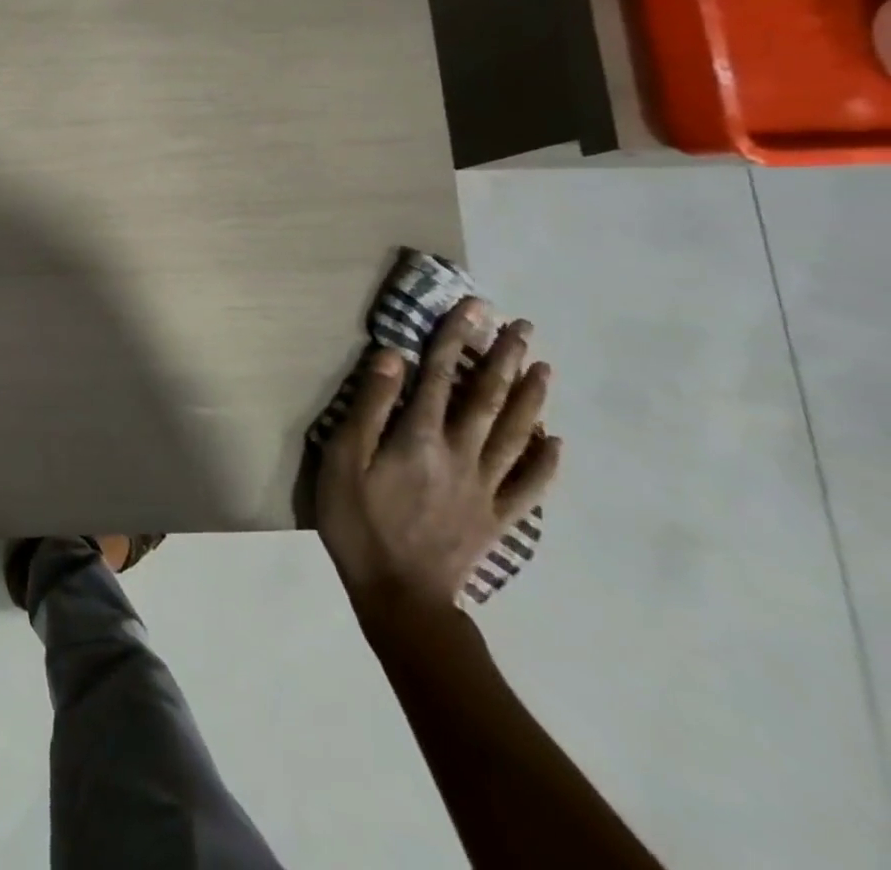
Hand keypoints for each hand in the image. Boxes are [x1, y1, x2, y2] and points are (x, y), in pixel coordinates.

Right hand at [317, 298, 561, 615]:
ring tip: (544, 367)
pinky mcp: (497, 518)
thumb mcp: (344, 460)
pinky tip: (556, 441)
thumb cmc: (358, 521)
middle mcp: (461, 453)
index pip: (440, 375)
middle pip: (488, 398)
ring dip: (531, 398)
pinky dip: (546, 460)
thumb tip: (391, 357)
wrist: (400, 595)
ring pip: (516, 433)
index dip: (456, 338)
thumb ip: (370, 407)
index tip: (473, 306)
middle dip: (505, 359)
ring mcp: (486, 487)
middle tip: (522, 327)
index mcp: (420, 436)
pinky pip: (530, 485)